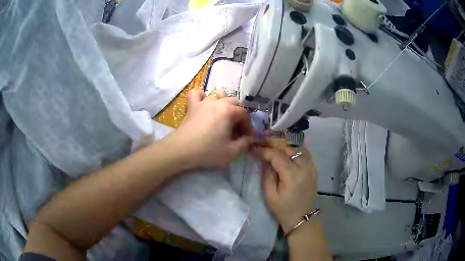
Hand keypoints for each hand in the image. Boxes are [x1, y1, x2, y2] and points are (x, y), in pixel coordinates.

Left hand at [166, 89, 253, 168]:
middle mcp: (217, 102)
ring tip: (222, 116)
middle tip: (235, 129)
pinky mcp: (191, 106)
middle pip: (234, 102)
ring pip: (218, 94)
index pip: (244, 114)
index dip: (248, 126)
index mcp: (228, 111)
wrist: (181, 150)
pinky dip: (202, 97)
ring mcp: (203, 102)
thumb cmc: (207, 151)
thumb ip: (245, 143)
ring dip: (224, 103)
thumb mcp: (232, 152)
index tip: (246, 137)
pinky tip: (204, 105)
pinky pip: (197, 94)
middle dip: (238, 114)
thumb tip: (249, 138)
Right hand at [252, 145, 316, 232]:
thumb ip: (266, 174)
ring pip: (296, 148)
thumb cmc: (283, 209)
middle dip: (272, 144)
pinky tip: (285, 152)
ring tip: (271, 147)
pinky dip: (293, 149)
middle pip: (287, 148)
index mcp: (293, 176)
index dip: (264, 150)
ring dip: (283, 145)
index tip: (253, 149)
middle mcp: (304, 167)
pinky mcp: (313, 168)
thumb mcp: (270, 195)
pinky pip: (303, 153)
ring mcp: (311, 167)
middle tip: (260, 144)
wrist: (301, 218)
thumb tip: (263, 158)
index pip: (277, 155)